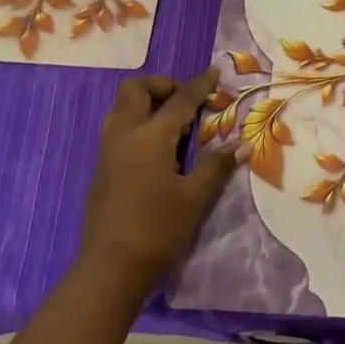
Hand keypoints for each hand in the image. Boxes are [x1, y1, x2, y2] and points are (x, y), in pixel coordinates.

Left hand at [76, 69, 238, 296]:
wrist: (109, 271)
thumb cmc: (157, 230)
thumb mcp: (195, 198)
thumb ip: (217, 165)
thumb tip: (241, 143)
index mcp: (149, 137)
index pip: (179, 100)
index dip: (200, 85)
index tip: (215, 72)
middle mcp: (124, 135)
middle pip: (135, 90)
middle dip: (162, 86)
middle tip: (188, 100)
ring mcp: (108, 152)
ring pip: (122, 108)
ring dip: (147, 103)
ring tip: (176, 122)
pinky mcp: (103, 169)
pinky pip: (119, 128)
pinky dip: (139, 122)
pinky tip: (160, 147)